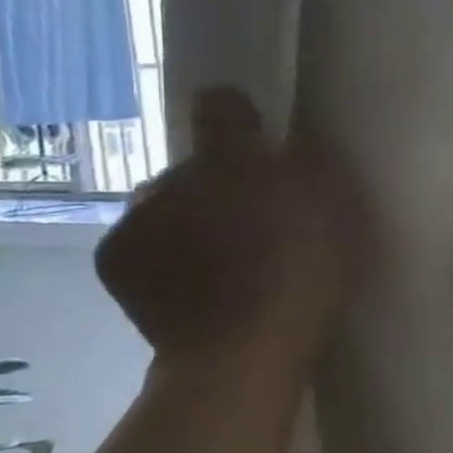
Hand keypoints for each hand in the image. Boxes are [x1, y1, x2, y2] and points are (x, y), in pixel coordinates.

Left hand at [95, 88, 363, 365]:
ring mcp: (138, 214)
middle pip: (197, 164)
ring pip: (166, 201)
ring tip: (218, 260)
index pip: (221, 104)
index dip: (239, 116)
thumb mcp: (340, 208)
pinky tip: (187, 280)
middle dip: (218, 184)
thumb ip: (313, 165)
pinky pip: (141, 237)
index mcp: (234, 156)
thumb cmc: (307, 271)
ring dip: (188, 217)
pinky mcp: (112, 254)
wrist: (244, 348)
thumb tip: (287, 144)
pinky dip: (161, 252)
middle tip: (250, 223)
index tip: (255, 138)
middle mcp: (177, 172)